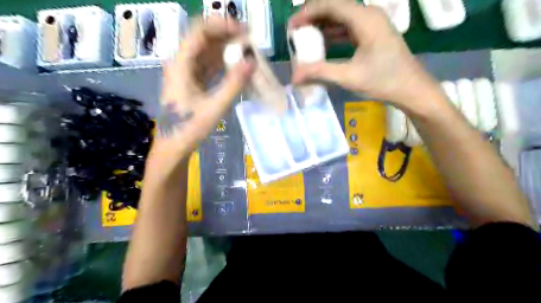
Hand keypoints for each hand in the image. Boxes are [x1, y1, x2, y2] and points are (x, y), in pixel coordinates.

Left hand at [157, 17, 256, 155]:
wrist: (174, 145)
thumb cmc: (190, 127)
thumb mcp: (215, 107)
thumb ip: (234, 84)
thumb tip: (252, 62)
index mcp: (180, 64)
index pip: (200, 31)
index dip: (222, 25)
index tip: (244, 31)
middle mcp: (180, 62)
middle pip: (204, 38)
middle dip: (227, 36)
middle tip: (250, 40)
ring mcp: (185, 71)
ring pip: (207, 51)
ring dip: (226, 49)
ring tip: (247, 52)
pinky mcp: (191, 80)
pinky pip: (208, 65)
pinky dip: (223, 63)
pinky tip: (236, 66)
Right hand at [292, 0, 442, 113]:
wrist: (411, 89)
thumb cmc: (383, 81)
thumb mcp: (349, 77)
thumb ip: (320, 73)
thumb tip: (294, 76)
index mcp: (365, 19)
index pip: (331, 5)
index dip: (308, 13)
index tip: (292, 26)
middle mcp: (369, 14)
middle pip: (335, 7)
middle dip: (313, 17)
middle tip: (296, 32)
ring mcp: (372, 23)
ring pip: (342, 17)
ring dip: (323, 25)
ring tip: (305, 38)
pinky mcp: (373, 33)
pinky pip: (348, 27)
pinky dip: (333, 33)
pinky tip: (323, 44)